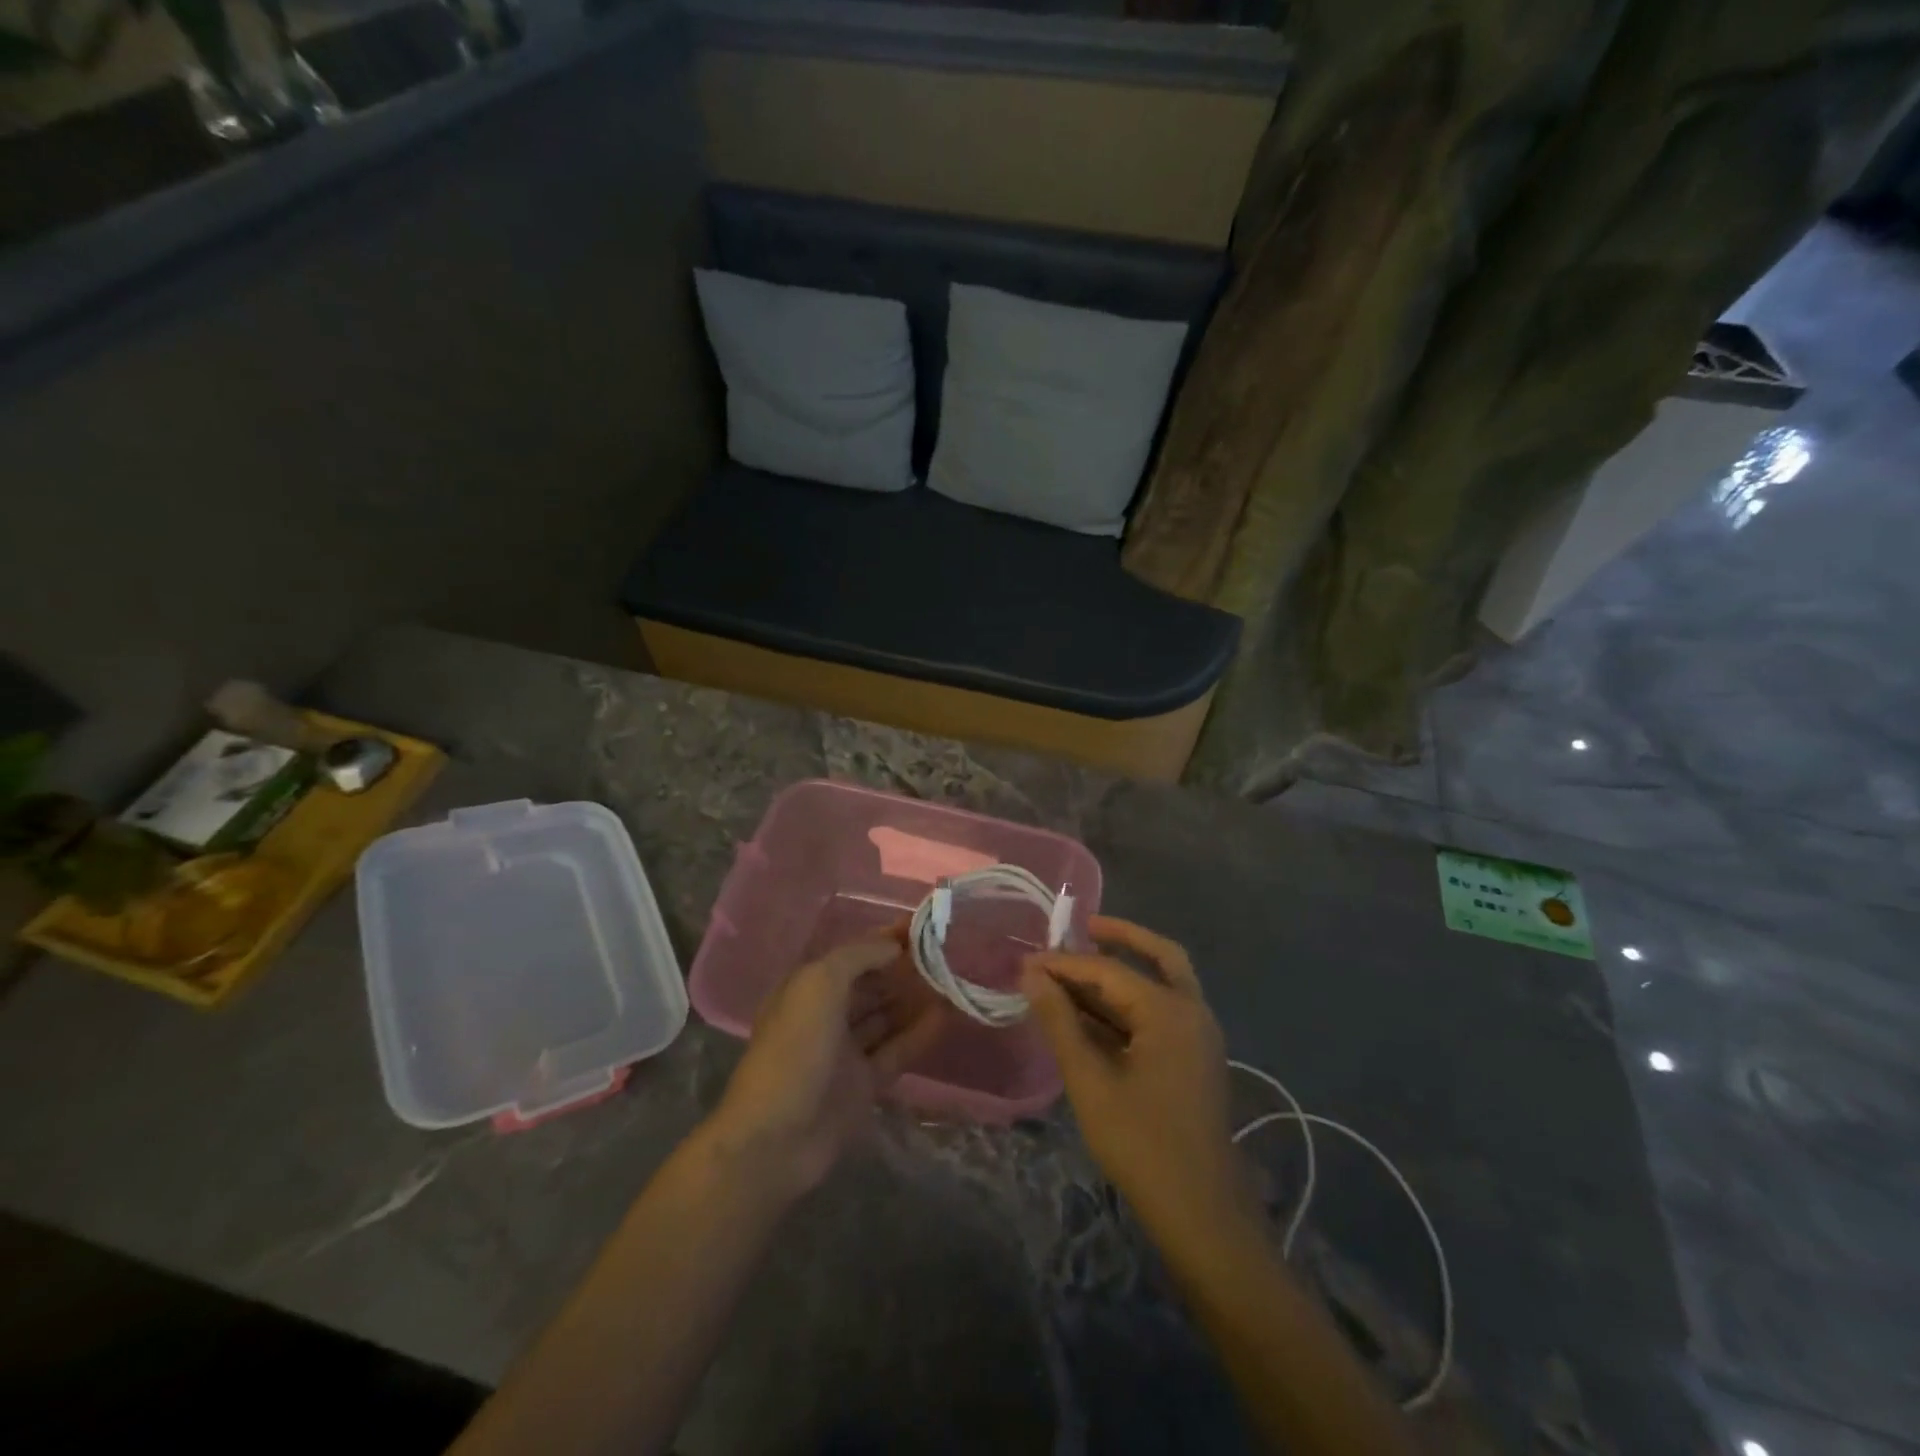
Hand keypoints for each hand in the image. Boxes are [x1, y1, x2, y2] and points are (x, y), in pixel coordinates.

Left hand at [708, 931, 946, 1198]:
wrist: (776, 1137)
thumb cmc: (795, 1049)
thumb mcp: (819, 985)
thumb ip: (857, 957)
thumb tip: (893, 946)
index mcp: (807, 988)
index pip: (851, 955)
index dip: (882, 939)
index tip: (920, 927)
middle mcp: (825, 1015)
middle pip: (868, 985)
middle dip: (900, 969)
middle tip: (943, 955)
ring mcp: (844, 1053)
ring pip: (884, 1018)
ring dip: (912, 1000)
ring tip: (950, 981)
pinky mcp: (862, 1085)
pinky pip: (895, 1052)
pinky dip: (918, 1034)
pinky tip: (945, 1017)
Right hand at [1022, 916, 1248, 1238]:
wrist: (1201, 1214)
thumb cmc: (1141, 1144)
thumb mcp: (1090, 1080)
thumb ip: (1060, 1021)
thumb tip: (1031, 973)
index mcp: (1170, 1010)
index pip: (1109, 969)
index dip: (1065, 963)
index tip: (1026, 962)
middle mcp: (1192, 1011)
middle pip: (1157, 957)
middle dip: (1119, 937)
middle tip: (1080, 926)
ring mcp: (1199, 1036)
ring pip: (1162, 983)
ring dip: (1122, 973)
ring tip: (1075, 970)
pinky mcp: (1195, 1058)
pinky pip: (1162, 1012)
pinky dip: (1131, 1002)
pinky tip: (1095, 1013)